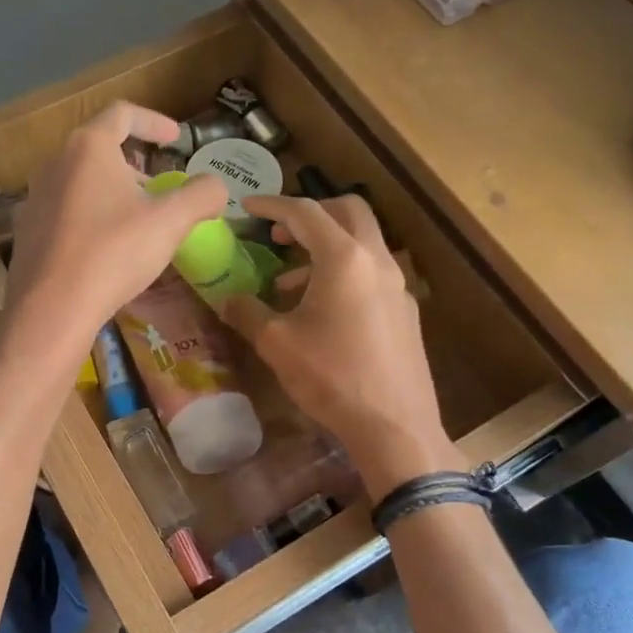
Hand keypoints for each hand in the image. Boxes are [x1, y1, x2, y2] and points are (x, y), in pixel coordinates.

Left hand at [0, 102, 224, 367]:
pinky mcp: (27, 232)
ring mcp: (35, 198)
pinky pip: (65, 212)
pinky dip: (91, 217)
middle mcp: (55, 163)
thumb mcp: (171, 222)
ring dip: (112, 192)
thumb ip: (201, 195)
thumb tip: (217, 187)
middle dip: (135, 164)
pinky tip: (106, 249)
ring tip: (136, 220)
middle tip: (160, 189)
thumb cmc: (114, 253)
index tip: (176, 139)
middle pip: (99, 149)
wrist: (52, 309)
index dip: (154, 122)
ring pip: (81, 182)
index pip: (123, 114)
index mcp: (89, 148)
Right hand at [218, 195, 457, 497]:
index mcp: (344, 258)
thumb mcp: (277, 344)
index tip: (247, 209)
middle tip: (279, 235)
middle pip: (347, 211)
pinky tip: (322, 311)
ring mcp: (397, 285)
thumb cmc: (332, 377)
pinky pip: (372, 272)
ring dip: (326, 247)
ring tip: (288, 283)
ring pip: (362, 243)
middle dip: (310, 213)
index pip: (305, 212)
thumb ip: (247, 312)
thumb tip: (226, 298)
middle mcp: (377, 260)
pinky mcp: (405, 310)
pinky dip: (344, 272)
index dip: (272, 206)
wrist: (394, 426)